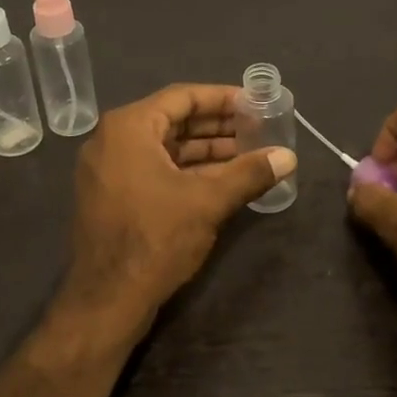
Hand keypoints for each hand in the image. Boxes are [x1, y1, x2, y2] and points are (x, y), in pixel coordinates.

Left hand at [58, 84, 296, 336]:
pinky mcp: (112, 196)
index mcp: (129, 128)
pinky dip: (186, 171)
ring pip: (165, 148)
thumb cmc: (155, 239)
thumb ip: (249, 173)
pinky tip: (222, 180)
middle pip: (173, 121)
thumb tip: (289, 156)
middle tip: (257, 129)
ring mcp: (109, 170)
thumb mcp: (208, 202)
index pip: (182, 97)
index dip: (222, 98)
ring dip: (205, 151)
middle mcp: (112, 140)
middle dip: (217, 126)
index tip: (255, 103)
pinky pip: (153, 169)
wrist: (107, 300)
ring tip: (248, 154)